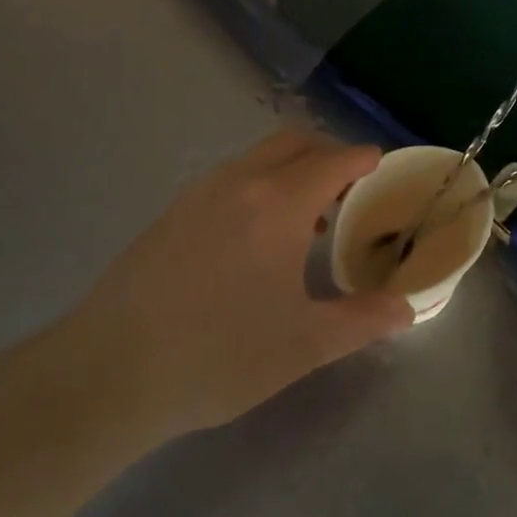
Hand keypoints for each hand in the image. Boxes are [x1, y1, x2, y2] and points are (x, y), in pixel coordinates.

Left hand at [58, 129, 412, 436]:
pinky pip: (228, 181)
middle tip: (351, 186)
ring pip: (256, 159)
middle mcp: (239, 183)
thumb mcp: (305, 345)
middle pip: (293, 143)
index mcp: (278, 204)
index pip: (333, 160)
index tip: (381, 166)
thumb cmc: (219, 355)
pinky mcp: (170, 214)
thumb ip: (363, 320)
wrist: (108, 372)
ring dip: (290, 171)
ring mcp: (197, 195)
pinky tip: (256, 239)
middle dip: (328, 153)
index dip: (362, 159)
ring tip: (309, 218)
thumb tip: (407, 308)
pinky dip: (258, 187)